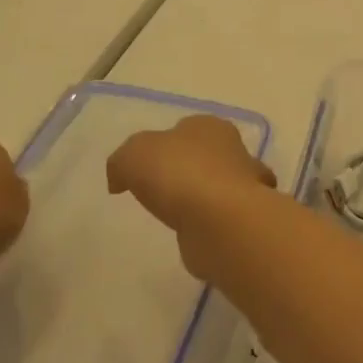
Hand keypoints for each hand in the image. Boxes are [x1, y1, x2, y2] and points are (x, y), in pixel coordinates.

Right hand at [107, 115, 275, 274]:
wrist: (221, 222)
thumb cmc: (179, 174)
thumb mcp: (133, 155)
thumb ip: (122, 162)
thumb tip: (119, 179)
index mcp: (209, 127)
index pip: (185, 129)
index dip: (163, 145)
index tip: (145, 167)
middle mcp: (233, 152)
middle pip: (204, 157)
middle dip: (185, 171)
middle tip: (159, 192)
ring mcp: (243, 188)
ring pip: (216, 188)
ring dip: (200, 200)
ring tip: (175, 216)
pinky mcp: (243, 222)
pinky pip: (221, 219)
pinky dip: (209, 226)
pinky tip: (194, 236)